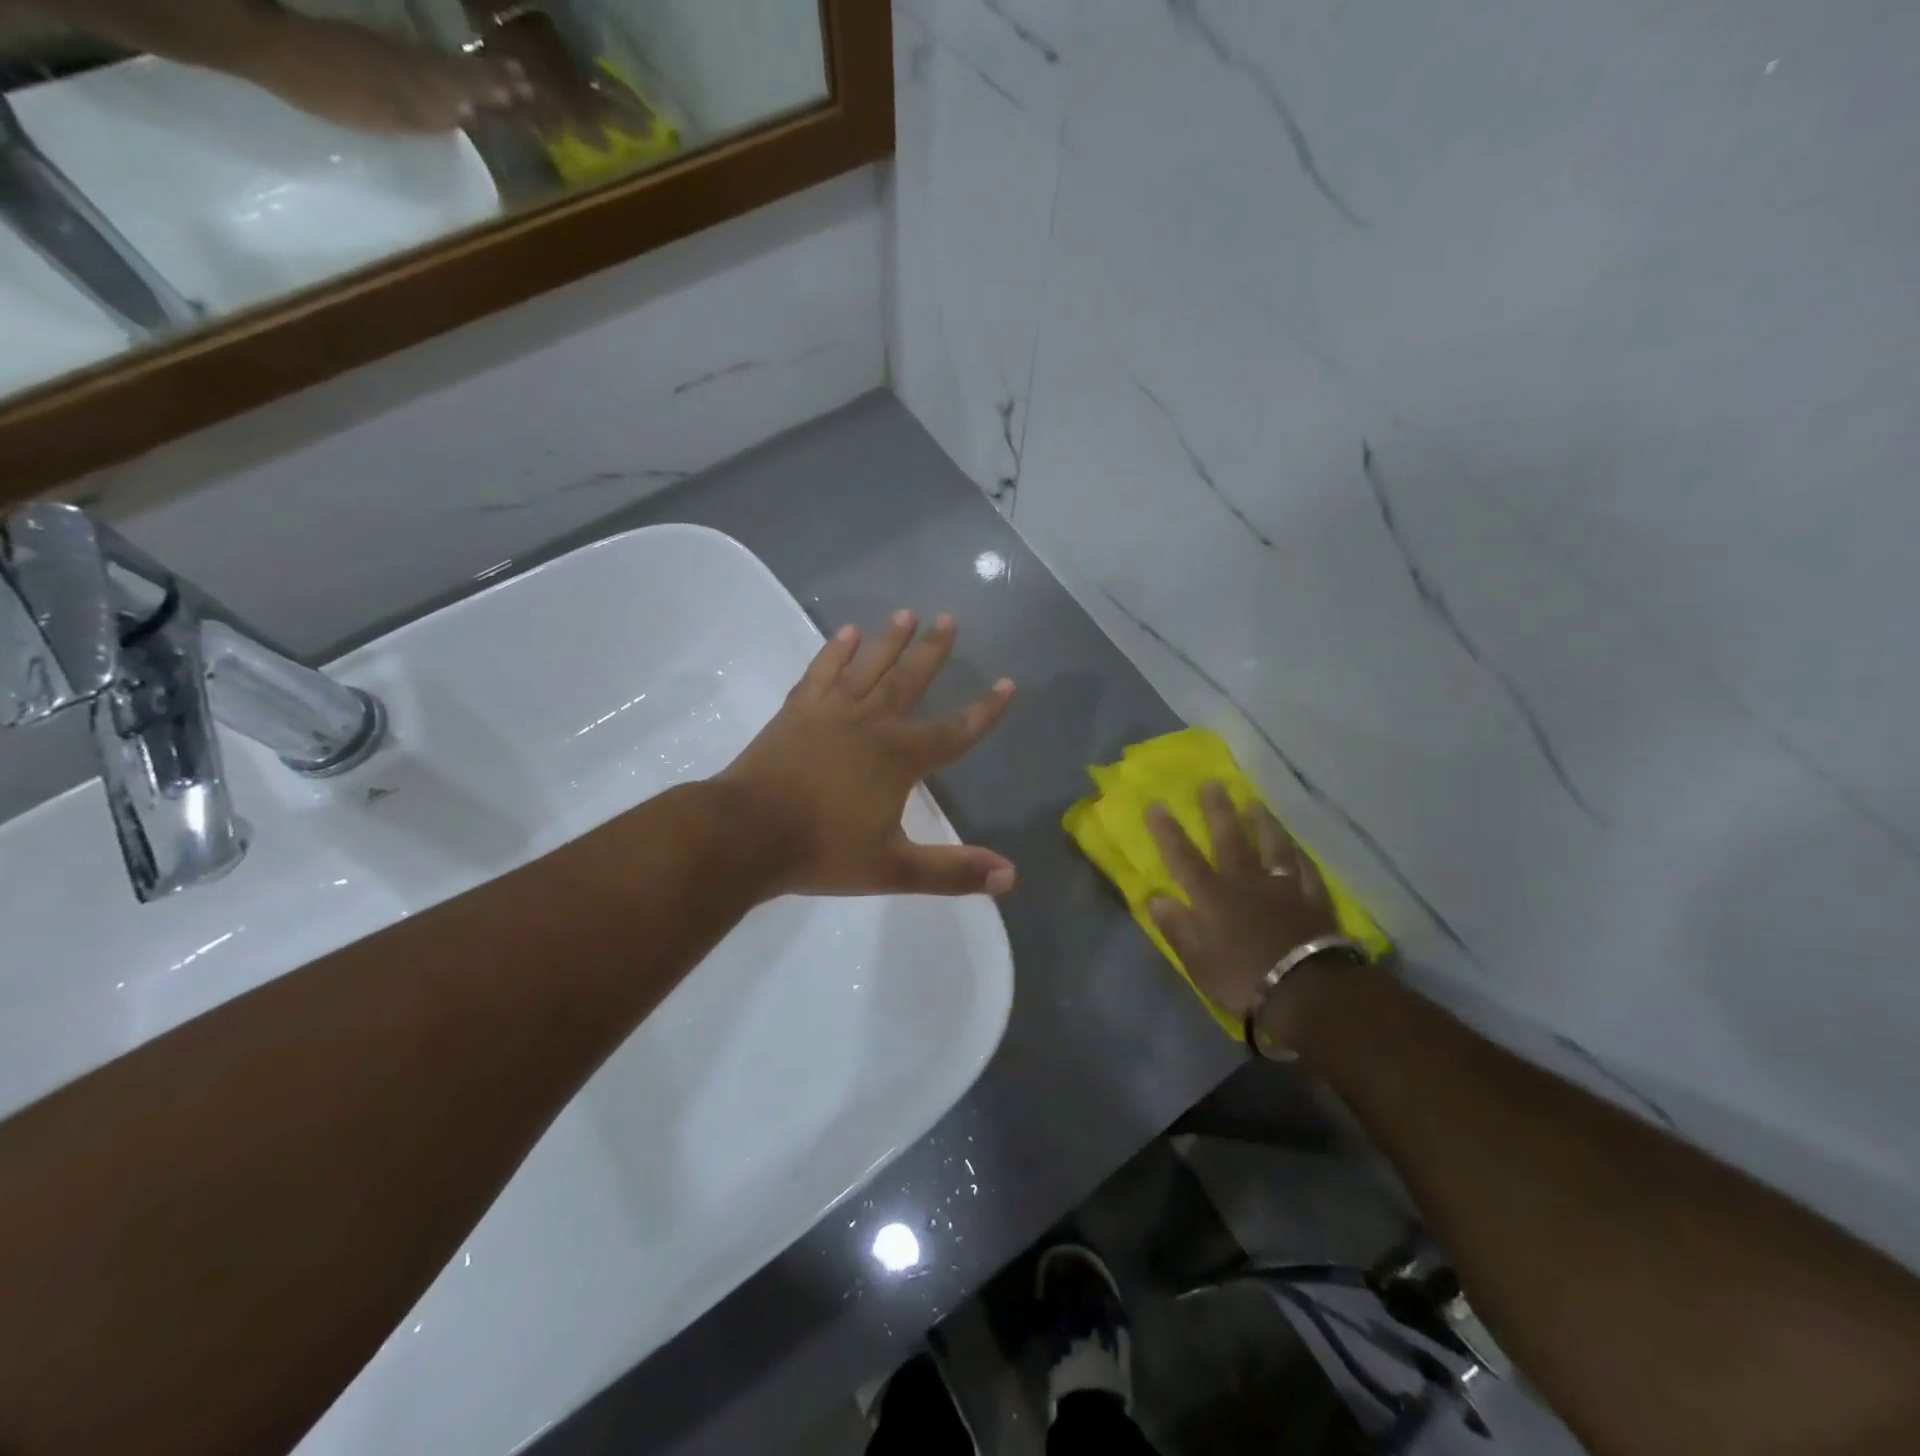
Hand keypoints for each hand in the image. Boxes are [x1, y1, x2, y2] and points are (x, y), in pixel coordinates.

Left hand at [245, 16, 534, 133]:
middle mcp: (410, 62)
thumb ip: (427, 113)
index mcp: (419, 78)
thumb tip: (465, 112)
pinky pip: (420, 62)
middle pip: (458, 72)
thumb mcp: (386, 111)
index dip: (496, 88)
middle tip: (522, 81)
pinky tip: (448, 80)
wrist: (269, 45)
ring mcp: (388, 54)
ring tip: (497, 79)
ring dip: (471, 75)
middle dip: (490, 79)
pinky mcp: (368, 53)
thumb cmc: (331, 88)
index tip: (527, 88)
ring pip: (442, 66)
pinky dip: (442, 71)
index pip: (468, 84)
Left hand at [718, 611, 1016, 898]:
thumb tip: (1010, 878)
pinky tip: (846, 632)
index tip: (1008, 684)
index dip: (984, 711)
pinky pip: (821, 671)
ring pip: (867, 667)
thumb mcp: (893, 869)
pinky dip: (835, 650)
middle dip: (933, 651)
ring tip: (906, 612)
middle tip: (949, 617)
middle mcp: (871, 724)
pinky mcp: (796, 711)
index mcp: (899, 758)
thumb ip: (952, 872)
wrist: (746, 833)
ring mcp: (831, 712)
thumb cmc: (822, 850)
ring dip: (889, 640)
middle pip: (909, 681)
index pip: (954, 731)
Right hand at [1145, 784, 1339, 1020]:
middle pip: (1230, 840)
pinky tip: (1296, 845)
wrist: (1308, 992)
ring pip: (1272, 846)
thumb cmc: (1243, 979)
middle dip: (1218, 811)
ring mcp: (1283, 887)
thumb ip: (1176, 927)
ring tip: (1255, 804)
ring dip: (1262, 823)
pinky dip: (1299, 854)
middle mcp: (1246, 882)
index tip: (1156, 804)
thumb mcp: (1197, 962)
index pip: (1183, 857)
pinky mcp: (1313, 899)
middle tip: (1213, 784)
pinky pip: (1305, 869)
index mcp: (1212, 897)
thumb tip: (1155, 897)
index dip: (1167, 831)